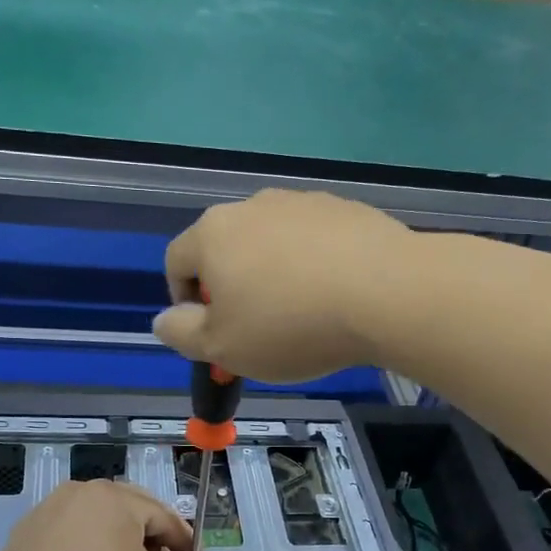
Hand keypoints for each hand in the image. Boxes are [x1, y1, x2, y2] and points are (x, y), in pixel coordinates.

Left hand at [0, 481, 200, 550]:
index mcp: (113, 497)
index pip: (161, 514)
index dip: (182, 539)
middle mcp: (77, 492)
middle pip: (125, 509)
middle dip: (147, 534)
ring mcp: (44, 512)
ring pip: (92, 520)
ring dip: (112, 539)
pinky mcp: (20, 537)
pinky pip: (63, 535)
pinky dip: (81, 549)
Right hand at [153, 189, 413, 381]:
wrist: (387, 292)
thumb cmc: (291, 325)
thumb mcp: (222, 348)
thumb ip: (181, 334)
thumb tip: (164, 319)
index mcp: (213, 233)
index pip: (176, 261)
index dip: (182, 300)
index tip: (209, 332)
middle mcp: (253, 206)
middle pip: (226, 248)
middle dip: (232, 288)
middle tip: (256, 329)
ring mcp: (302, 202)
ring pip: (272, 242)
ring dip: (274, 273)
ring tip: (302, 312)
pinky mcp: (345, 207)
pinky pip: (314, 239)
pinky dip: (314, 263)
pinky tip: (336, 293)